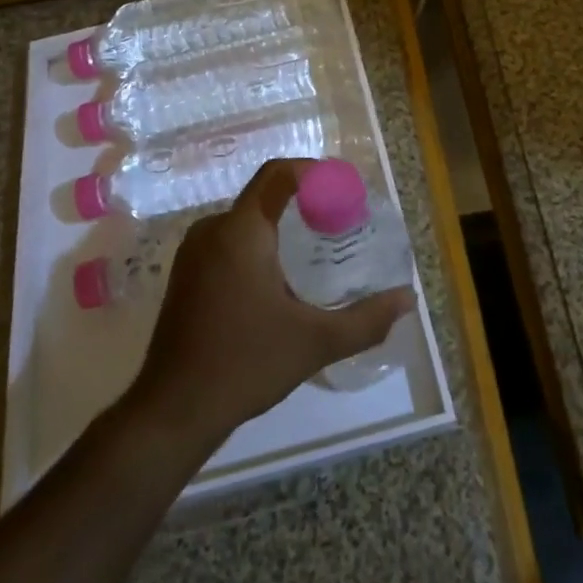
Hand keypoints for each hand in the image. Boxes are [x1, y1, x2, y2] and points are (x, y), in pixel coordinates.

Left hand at [130, 159, 413, 450]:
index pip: (278, 174)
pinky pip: (228, 241)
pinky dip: (257, 245)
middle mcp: (212, 230)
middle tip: (339, 226)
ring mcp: (192, 252)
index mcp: (241, 231)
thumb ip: (366, 319)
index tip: (344, 189)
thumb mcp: (315, 342)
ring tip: (315, 253)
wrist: (174, 410)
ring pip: (245, 221)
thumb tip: (408, 299)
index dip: (313, 172)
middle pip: (264, 196)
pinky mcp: (185, 275)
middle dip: (303, 204)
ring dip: (280, 227)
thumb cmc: (245, 364)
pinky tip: (278, 280)